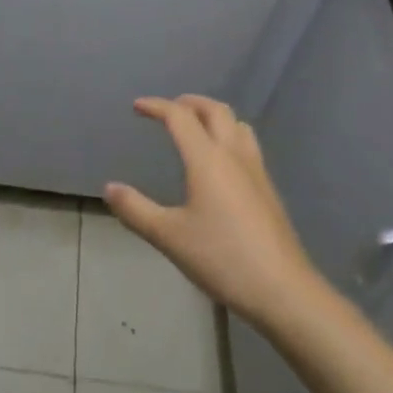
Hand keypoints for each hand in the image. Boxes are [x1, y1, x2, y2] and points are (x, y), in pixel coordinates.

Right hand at [105, 95, 317, 327]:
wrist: (283, 290)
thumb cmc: (222, 258)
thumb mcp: (170, 237)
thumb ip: (136, 210)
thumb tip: (109, 188)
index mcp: (207, 159)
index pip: (180, 117)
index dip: (157, 106)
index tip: (138, 106)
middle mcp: (234, 154)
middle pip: (214, 110)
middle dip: (189, 102)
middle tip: (169, 110)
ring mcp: (256, 170)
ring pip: (236, 124)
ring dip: (213, 115)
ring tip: (197, 127)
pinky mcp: (268, 189)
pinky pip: (247, 144)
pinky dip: (229, 135)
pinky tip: (222, 162)